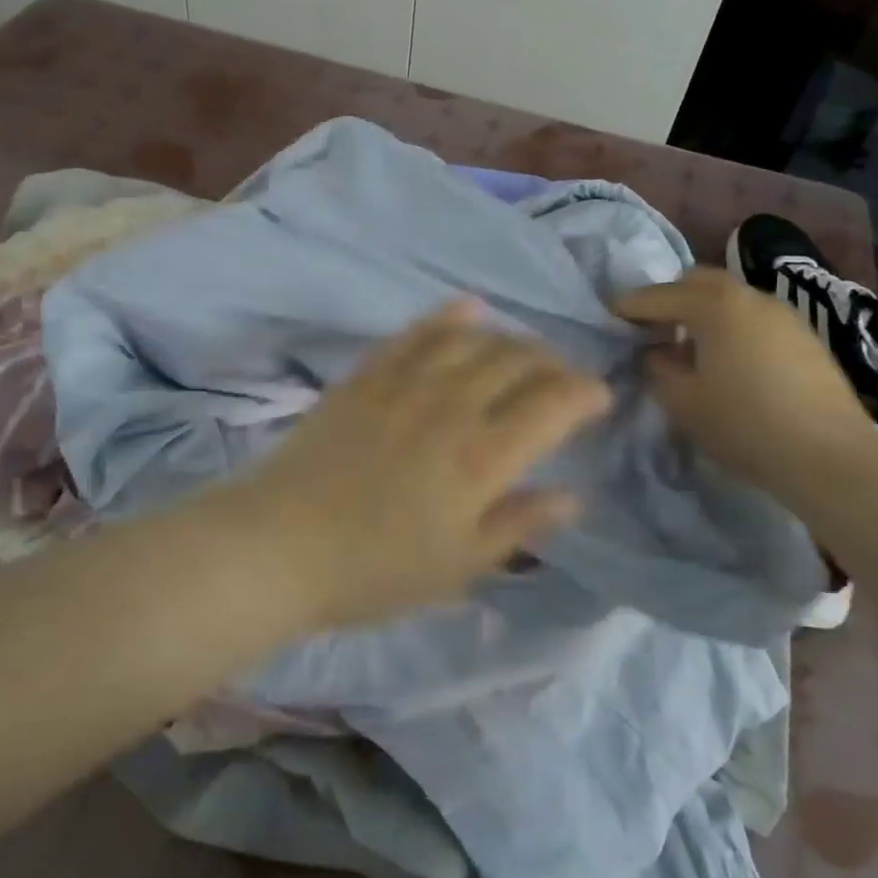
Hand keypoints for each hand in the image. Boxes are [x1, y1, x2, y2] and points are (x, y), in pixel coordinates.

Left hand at [226, 300, 611, 629]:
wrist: (279, 545)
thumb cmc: (375, 569)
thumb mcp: (460, 565)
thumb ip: (520, 524)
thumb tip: (573, 495)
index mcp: (483, 456)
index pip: (554, 403)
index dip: (585, 393)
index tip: (598, 398)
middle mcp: (453, 405)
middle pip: (518, 360)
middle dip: (552, 363)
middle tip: (561, 379)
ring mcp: (406, 382)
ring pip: (473, 339)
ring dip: (509, 338)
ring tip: (522, 350)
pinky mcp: (367, 375)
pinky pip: (417, 332)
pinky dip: (448, 316)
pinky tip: (468, 308)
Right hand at [611, 268, 877, 498]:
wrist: (831, 458)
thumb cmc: (744, 425)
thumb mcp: (683, 401)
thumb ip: (658, 368)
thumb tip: (656, 353)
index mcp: (715, 305)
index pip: (658, 296)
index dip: (629, 307)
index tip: (608, 318)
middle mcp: (750, 295)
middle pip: (698, 282)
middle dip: (669, 299)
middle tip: (649, 329)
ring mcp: (783, 313)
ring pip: (730, 298)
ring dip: (702, 313)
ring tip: (687, 348)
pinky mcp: (805, 337)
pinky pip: (753, 318)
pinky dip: (730, 327)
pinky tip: (727, 362)